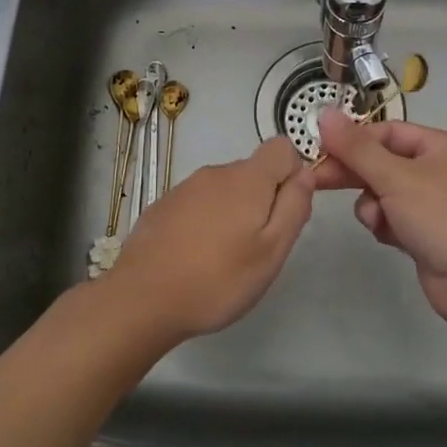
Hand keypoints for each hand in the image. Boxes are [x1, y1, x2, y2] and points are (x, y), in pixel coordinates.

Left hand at [104, 136, 312, 341]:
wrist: (142, 298)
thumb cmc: (218, 278)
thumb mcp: (272, 251)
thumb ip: (294, 207)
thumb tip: (305, 174)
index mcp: (247, 178)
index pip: (282, 148)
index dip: (292, 174)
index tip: (285, 212)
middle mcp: (216, 172)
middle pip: (253, 172)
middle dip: (263, 201)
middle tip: (257, 248)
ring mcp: (185, 188)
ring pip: (224, 190)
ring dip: (232, 213)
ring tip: (224, 258)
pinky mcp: (163, 206)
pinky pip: (198, 204)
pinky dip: (205, 222)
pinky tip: (194, 257)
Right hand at [312, 113, 446, 328]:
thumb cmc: (442, 216)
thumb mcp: (396, 177)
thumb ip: (357, 148)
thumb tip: (326, 114)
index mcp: (441, 147)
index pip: (388, 132)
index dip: (354, 139)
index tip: (322, 149)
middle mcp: (440, 171)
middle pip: (384, 162)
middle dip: (355, 173)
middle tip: (317, 180)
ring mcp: (435, 205)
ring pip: (384, 193)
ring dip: (373, 205)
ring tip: (377, 220)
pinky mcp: (427, 235)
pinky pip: (393, 219)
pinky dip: (386, 225)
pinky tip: (388, 237)